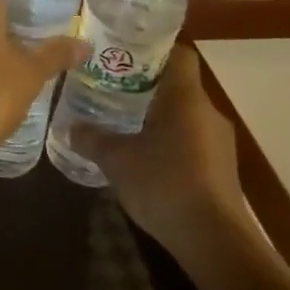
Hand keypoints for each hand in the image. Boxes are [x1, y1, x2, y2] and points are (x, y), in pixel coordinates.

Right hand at [64, 44, 256, 253]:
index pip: (178, 54)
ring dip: (157, 116)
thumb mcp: (117, 160)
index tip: (123, 53)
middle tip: (110, 88)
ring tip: (122, 123)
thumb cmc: (165, 184)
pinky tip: (144, 158)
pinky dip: (169, 141)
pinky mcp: (221, 168)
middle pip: (177, 85)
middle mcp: (207, 112)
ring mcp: (219, 142)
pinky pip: (191, 140)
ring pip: (184, 115)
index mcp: (185, 98)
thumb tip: (69, 127)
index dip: (153, 49)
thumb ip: (92, 139)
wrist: (214, 240)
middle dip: (145, 85)